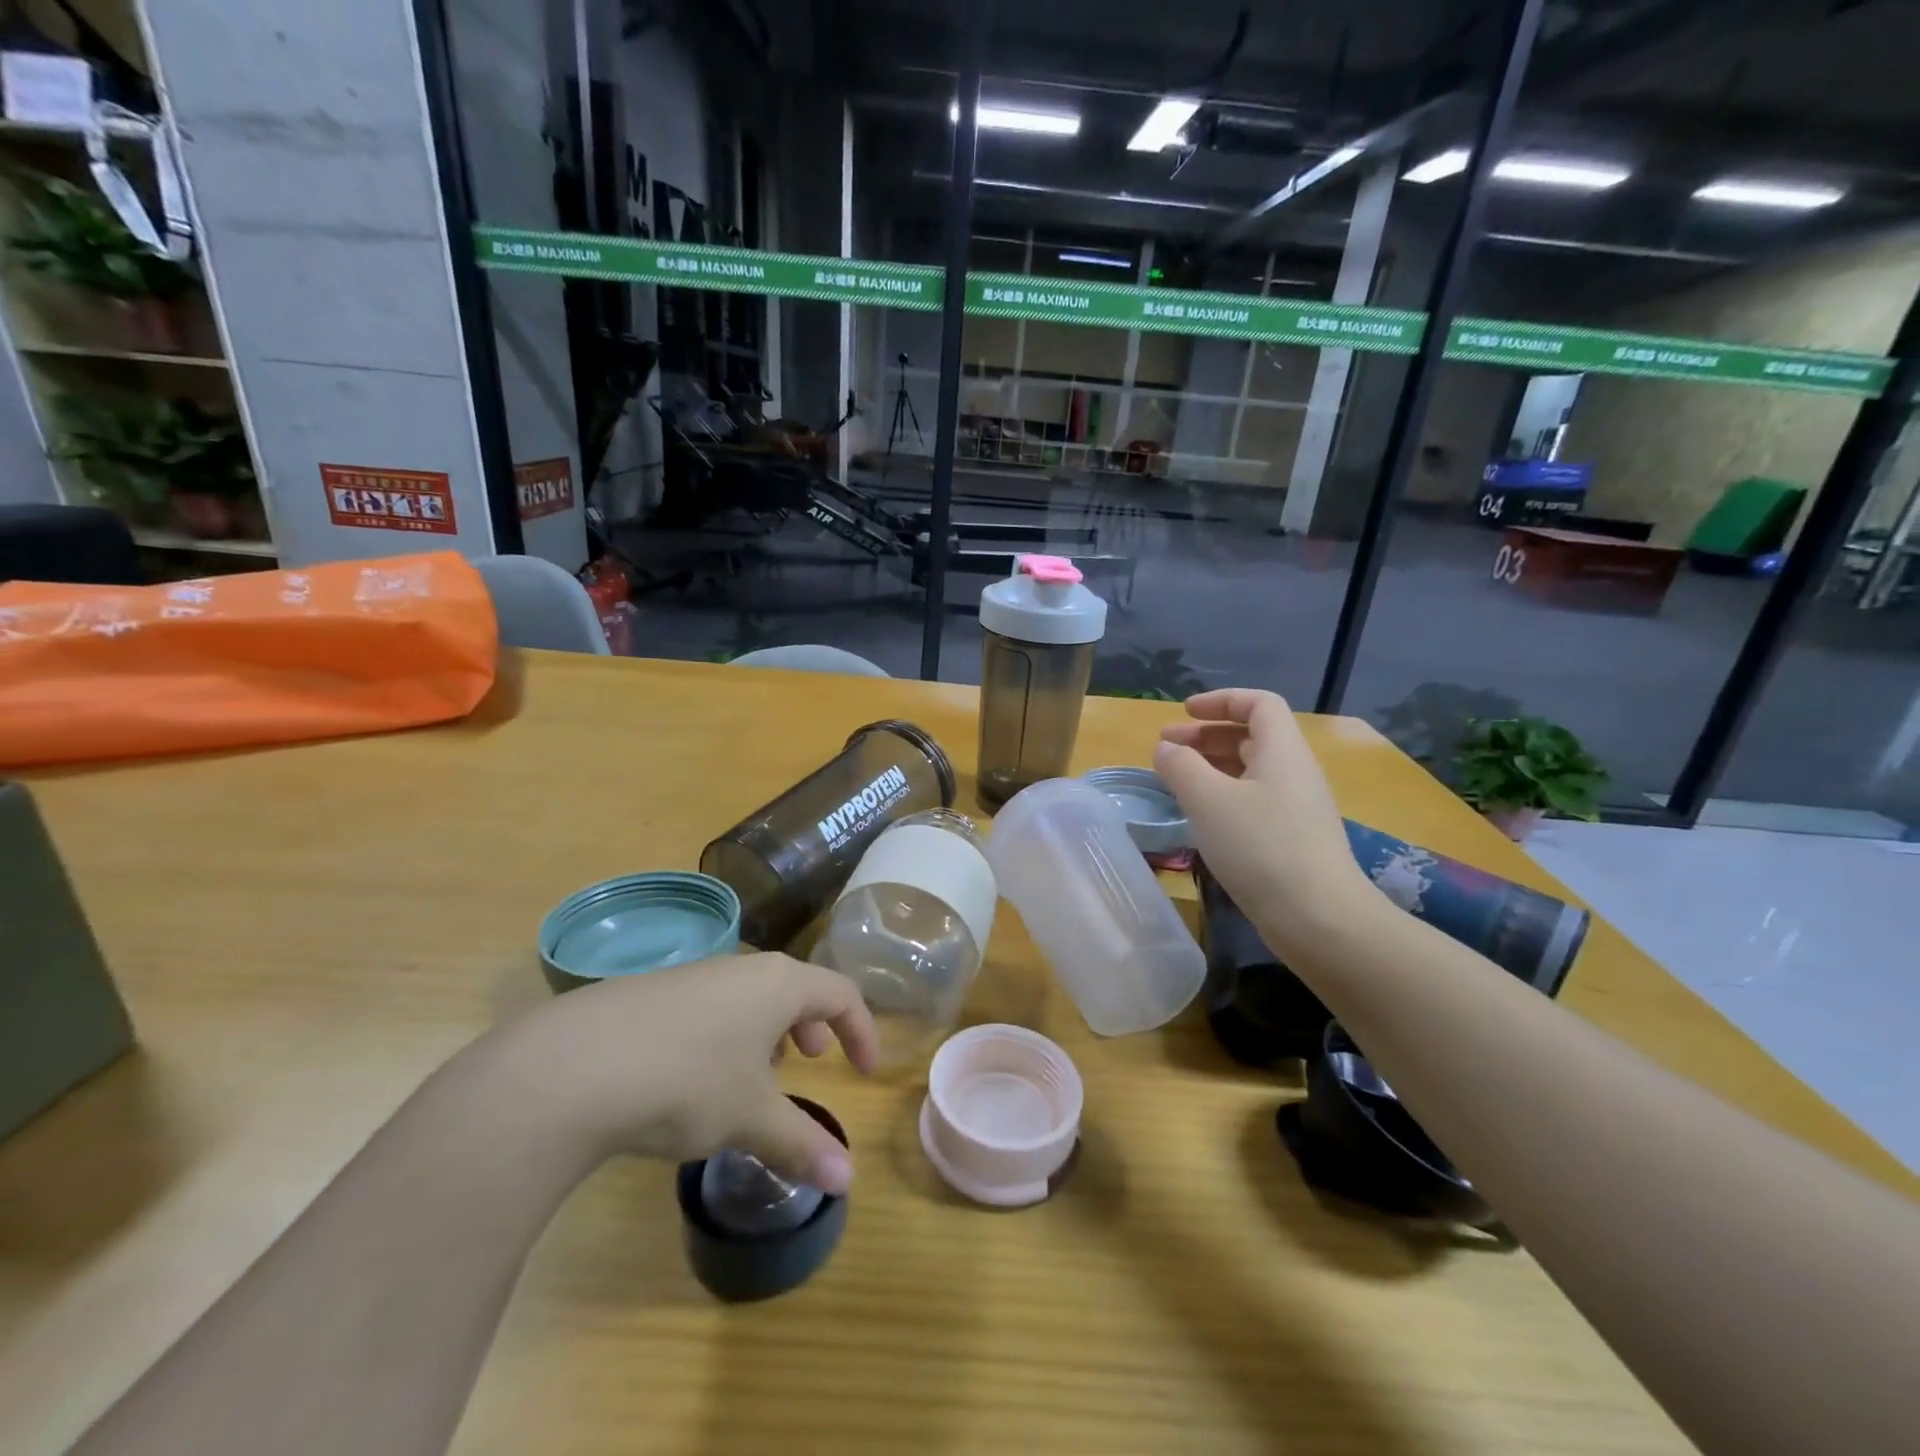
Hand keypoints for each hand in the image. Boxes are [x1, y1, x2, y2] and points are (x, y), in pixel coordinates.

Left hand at [487, 953, 877, 1194]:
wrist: (570, 1067)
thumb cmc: (686, 1081)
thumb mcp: (749, 1117)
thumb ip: (801, 1144)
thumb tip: (847, 1182)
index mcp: (779, 984)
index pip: (841, 994)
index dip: (861, 1030)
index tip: (865, 1071)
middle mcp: (742, 968)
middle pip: (795, 987)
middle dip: (812, 1026)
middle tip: (813, 1061)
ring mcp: (693, 976)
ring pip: (749, 996)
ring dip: (766, 1032)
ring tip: (755, 1076)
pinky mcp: (651, 993)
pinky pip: (710, 1006)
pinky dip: (725, 1035)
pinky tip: (694, 1079)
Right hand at [1155, 688, 1378, 953]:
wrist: (1320, 918)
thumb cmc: (1261, 847)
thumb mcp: (1208, 800)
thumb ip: (1180, 766)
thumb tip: (1167, 749)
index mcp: (1282, 751)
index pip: (1258, 704)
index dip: (1220, 700)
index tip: (1184, 713)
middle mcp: (1294, 772)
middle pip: (1251, 736)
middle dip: (1206, 735)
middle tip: (1166, 748)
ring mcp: (1296, 807)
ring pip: (1250, 770)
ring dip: (1211, 766)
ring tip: (1176, 780)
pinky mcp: (1292, 838)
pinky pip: (1253, 799)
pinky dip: (1222, 795)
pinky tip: (1201, 816)